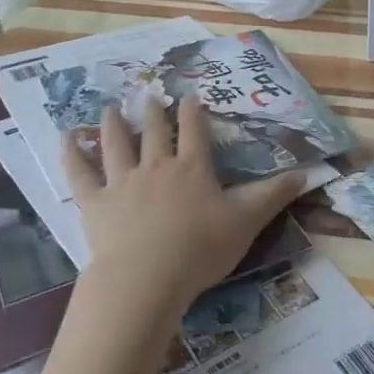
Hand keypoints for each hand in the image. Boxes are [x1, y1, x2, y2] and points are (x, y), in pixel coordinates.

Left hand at [64, 97, 302, 324]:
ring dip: (114, 123)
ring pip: (117, 144)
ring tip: (111, 107)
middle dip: (154, 112)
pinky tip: (66, 137)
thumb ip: (274, 195)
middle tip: (149, 95)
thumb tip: (307, 172)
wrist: (147, 277)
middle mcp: (157, 166)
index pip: (195, 132)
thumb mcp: (246, 221)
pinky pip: (80, 173)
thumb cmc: (200, 249)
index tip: (191, 97)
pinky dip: (72, 153)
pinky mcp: (95, 203)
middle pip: (154, 132)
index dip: (194, 113)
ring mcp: (123, 182)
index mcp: (193, 169)